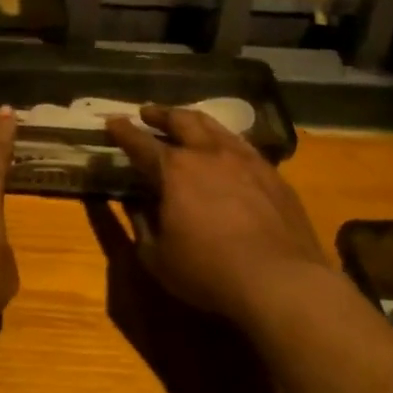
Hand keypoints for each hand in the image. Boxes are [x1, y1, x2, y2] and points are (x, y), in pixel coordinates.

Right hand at [104, 104, 328, 323]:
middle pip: (182, 121)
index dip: (123, 131)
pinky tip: (227, 149)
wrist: (280, 280)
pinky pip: (244, 146)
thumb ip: (142, 226)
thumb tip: (137, 206)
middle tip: (148, 112)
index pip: (141, 143)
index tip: (112, 121)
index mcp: (174, 170)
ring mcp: (246, 160)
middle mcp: (208, 154)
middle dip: (161, 114)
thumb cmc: (208, 271)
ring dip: (194, 120)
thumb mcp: (157, 257)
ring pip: (216, 127)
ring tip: (186, 120)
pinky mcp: (273, 174)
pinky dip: (225, 140)